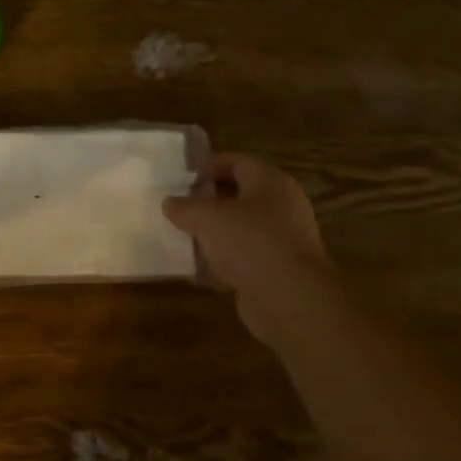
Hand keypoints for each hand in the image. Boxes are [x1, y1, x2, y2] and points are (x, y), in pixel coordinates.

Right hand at [163, 154, 330, 346]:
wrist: (290, 299)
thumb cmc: (249, 242)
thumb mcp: (205, 217)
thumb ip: (184, 207)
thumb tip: (170, 203)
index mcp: (270, 181)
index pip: (236, 161)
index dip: (207, 166)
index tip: (181, 179)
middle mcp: (282, 205)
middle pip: (239, 194)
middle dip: (208, 201)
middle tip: (179, 208)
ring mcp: (284, 239)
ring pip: (241, 227)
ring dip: (214, 232)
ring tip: (184, 237)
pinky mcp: (279, 269)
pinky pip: (245, 257)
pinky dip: (224, 260)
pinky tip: (199, 269)